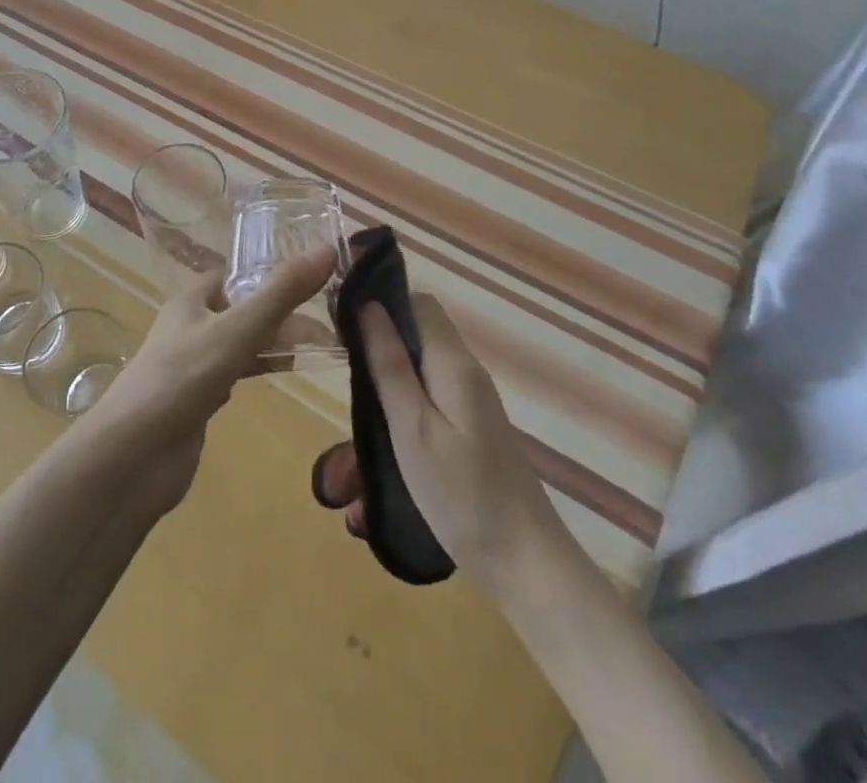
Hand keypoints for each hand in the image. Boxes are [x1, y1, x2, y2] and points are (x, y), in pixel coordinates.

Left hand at [88, 248, 336, 512]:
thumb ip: (282, 293)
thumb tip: (328, 250)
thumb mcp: (238, 329)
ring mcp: (192, 366)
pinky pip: (233, 375)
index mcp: (192, 299)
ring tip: (319, 344)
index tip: (314, 272)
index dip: (270, 270)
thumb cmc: (183, 378)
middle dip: (280, 310)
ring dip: (272, 342)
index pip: (235, 274)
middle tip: (330, 315)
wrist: (133, 457)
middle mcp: (190, 326)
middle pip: (242, 308)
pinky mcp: (196, 402)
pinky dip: (257, 371)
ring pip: (240, 343)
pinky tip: (279, 376)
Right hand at [312, 291, 564, 598]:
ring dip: (387, 379)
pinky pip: (430, 396)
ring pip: (420, 366)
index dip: (380, 302)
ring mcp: (471, 400)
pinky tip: (382, 440)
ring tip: (354, 414)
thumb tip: (368, 305)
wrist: (525, 563)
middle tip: (342, 373)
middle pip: (417, 332)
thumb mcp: (413, 429)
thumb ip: (390, 365)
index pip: (417, 303)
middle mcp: (465, 371)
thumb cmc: (462, 495)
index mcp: (453, 363)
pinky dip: (402, 405)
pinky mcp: (471, 426)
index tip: (341, 323)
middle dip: (378, 344)